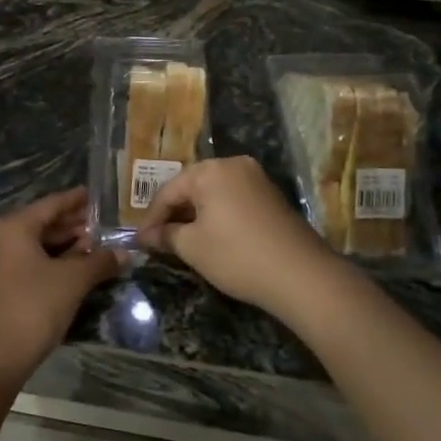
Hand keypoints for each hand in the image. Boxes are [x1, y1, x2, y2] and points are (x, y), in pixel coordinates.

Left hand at [0, 188, 121, 384]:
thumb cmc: (35, 306)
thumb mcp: (73, 280)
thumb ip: (99, 261)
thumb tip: (125, 254)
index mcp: (14, 227)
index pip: (50, 205)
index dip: (74, 200)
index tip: (93, 195)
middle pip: (41, 223)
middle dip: (71, 224)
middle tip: (99, 223)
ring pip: (34, 244)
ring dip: (63, 244)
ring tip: (93, 245)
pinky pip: (27, 261)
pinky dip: (50, 260)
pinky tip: (74, 267)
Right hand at [138, 157, 348, 318]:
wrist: (301, 275)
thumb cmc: (237, 256)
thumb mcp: (193, 247)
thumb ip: (165, 236)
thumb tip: (146, 236)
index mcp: (211, 170)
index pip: (169, 191)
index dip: (151, 218)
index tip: (140, 241)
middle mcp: (234, 165)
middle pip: (192, 187)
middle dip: (173, 214)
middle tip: (158, 240)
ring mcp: (256, 179)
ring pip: (214, 194)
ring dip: (195, 215)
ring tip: (181, 241)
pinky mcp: (272, 196)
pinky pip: (233, 200)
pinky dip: (218, 216)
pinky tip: (211, 237)